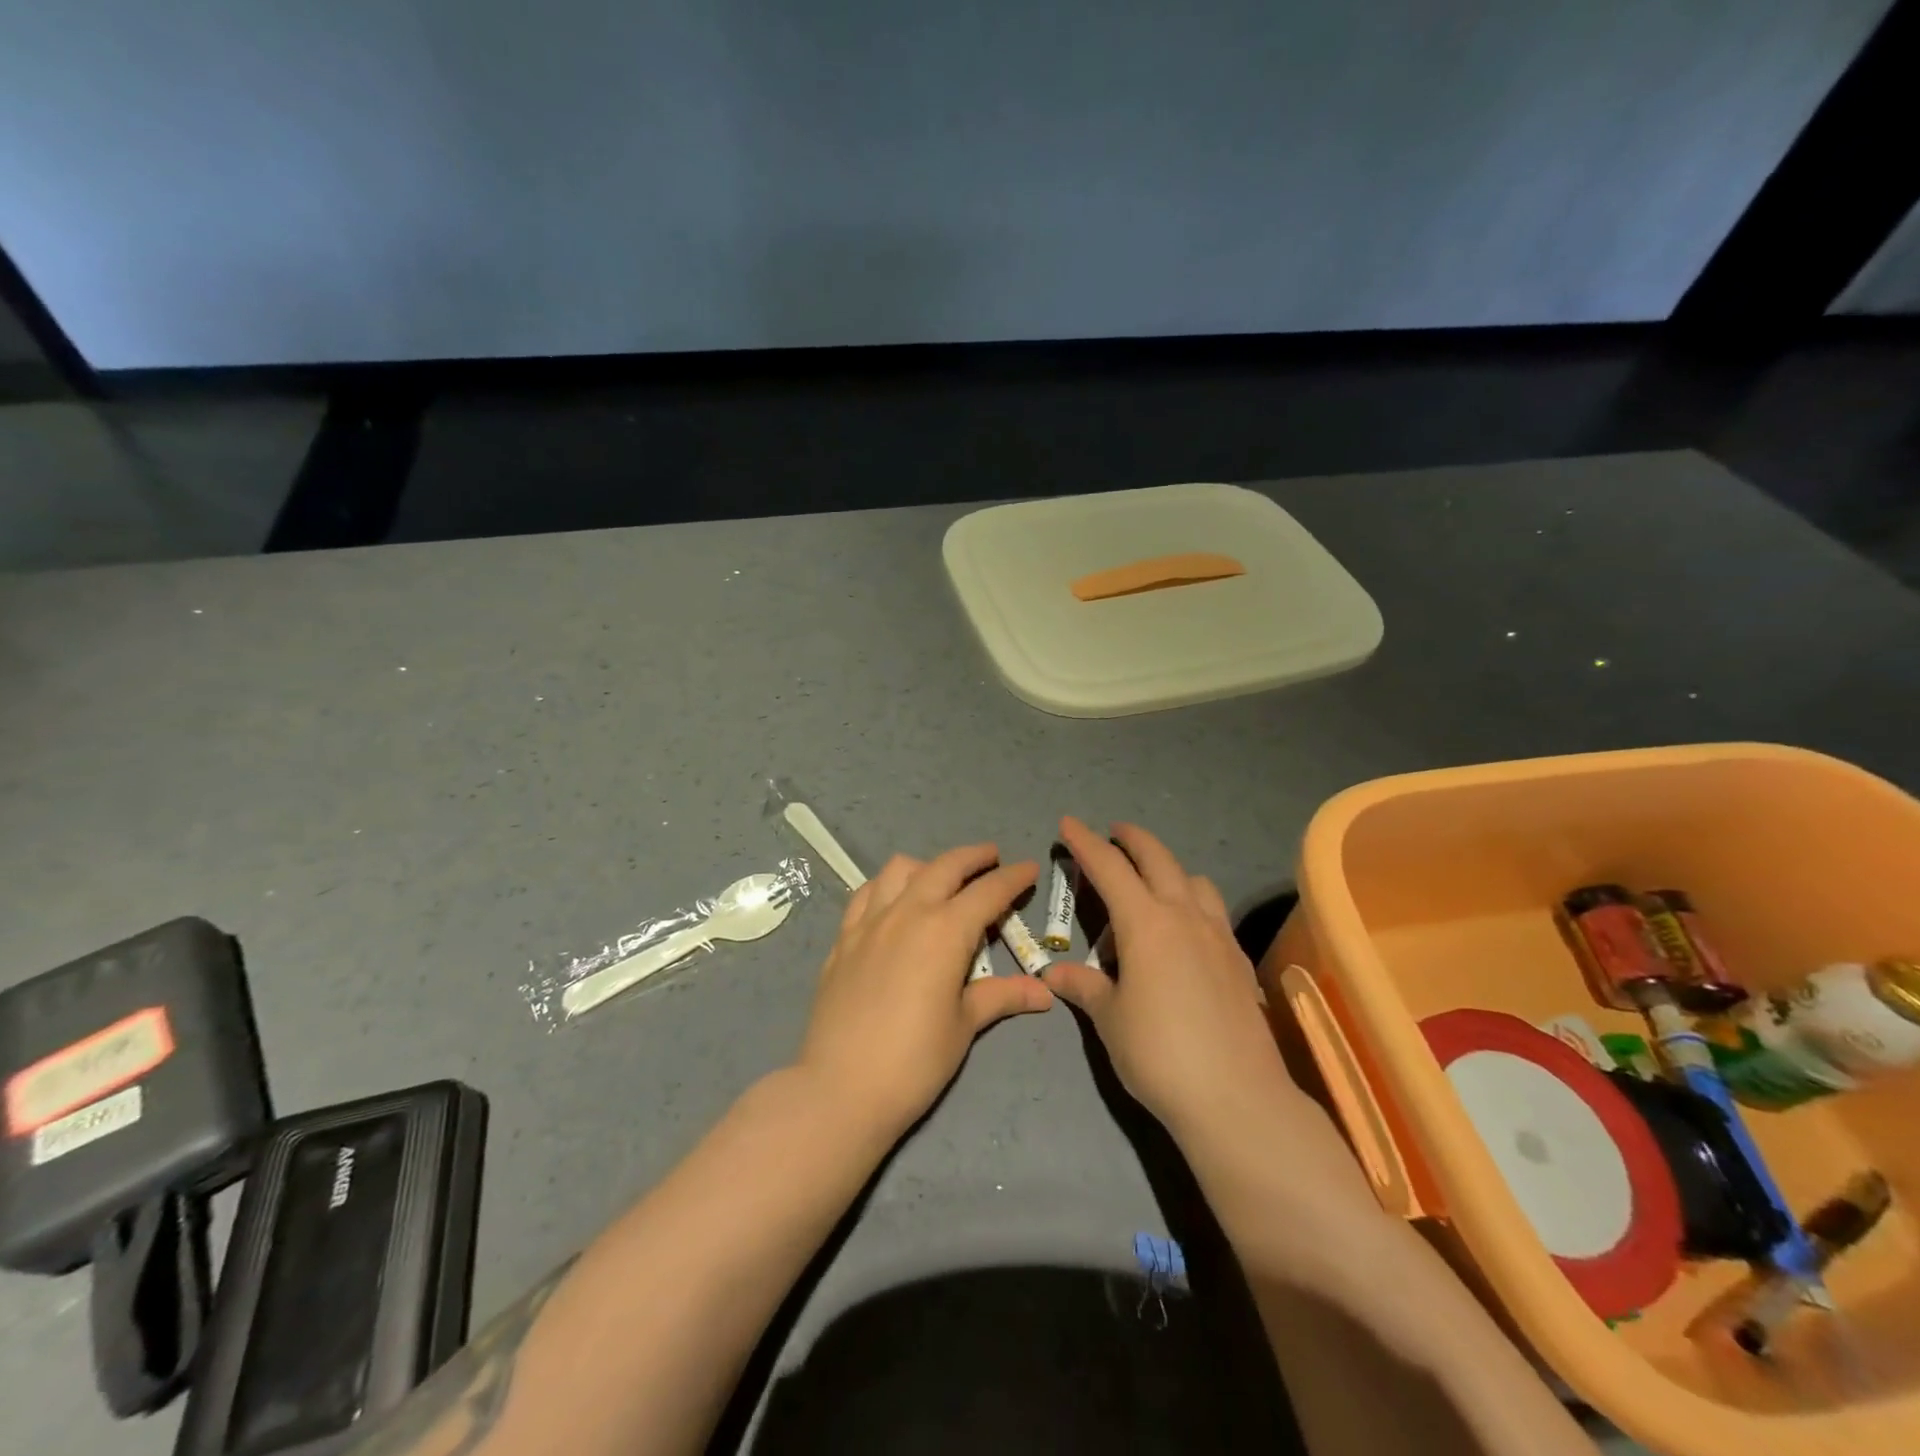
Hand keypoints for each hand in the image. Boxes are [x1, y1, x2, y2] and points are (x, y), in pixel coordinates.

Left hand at [796, 844, 1053, 1143]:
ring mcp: (870, 922)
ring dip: (928, 866)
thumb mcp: (964, 1026)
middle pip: (945, 866)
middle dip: (973, 857)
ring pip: (900, 869)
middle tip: (992, 858)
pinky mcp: (844, 938)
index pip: (988, 892)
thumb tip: (1044, 991)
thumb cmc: (914, 1060)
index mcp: (945, 931)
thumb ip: (1001, 996)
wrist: (841, 1087)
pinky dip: (886, 886)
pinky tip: (892, 902)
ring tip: (940, 880)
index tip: (1029, 868)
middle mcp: (908, 912)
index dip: (1013, 877)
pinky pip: (866, 894)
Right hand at [1044, 817, 1290, 1135]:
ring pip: (1195, 881)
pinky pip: (1214, 913)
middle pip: (1158, 858)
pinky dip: (1193, 904)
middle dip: (1132, 839)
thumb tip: (1054, 973)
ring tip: (1152, 888)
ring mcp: (1219, 936)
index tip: (1068, 823)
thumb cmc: (1160, 1054)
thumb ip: (1083, 987)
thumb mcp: (1110, 1019)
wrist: (1237, 1098)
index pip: (1110, 868)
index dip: (1086, 842)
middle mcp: (1185, 916)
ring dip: (1169, 870)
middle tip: (1114, 832)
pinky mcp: (1240, 961)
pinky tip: (1185, 935)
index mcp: (1146, 923)